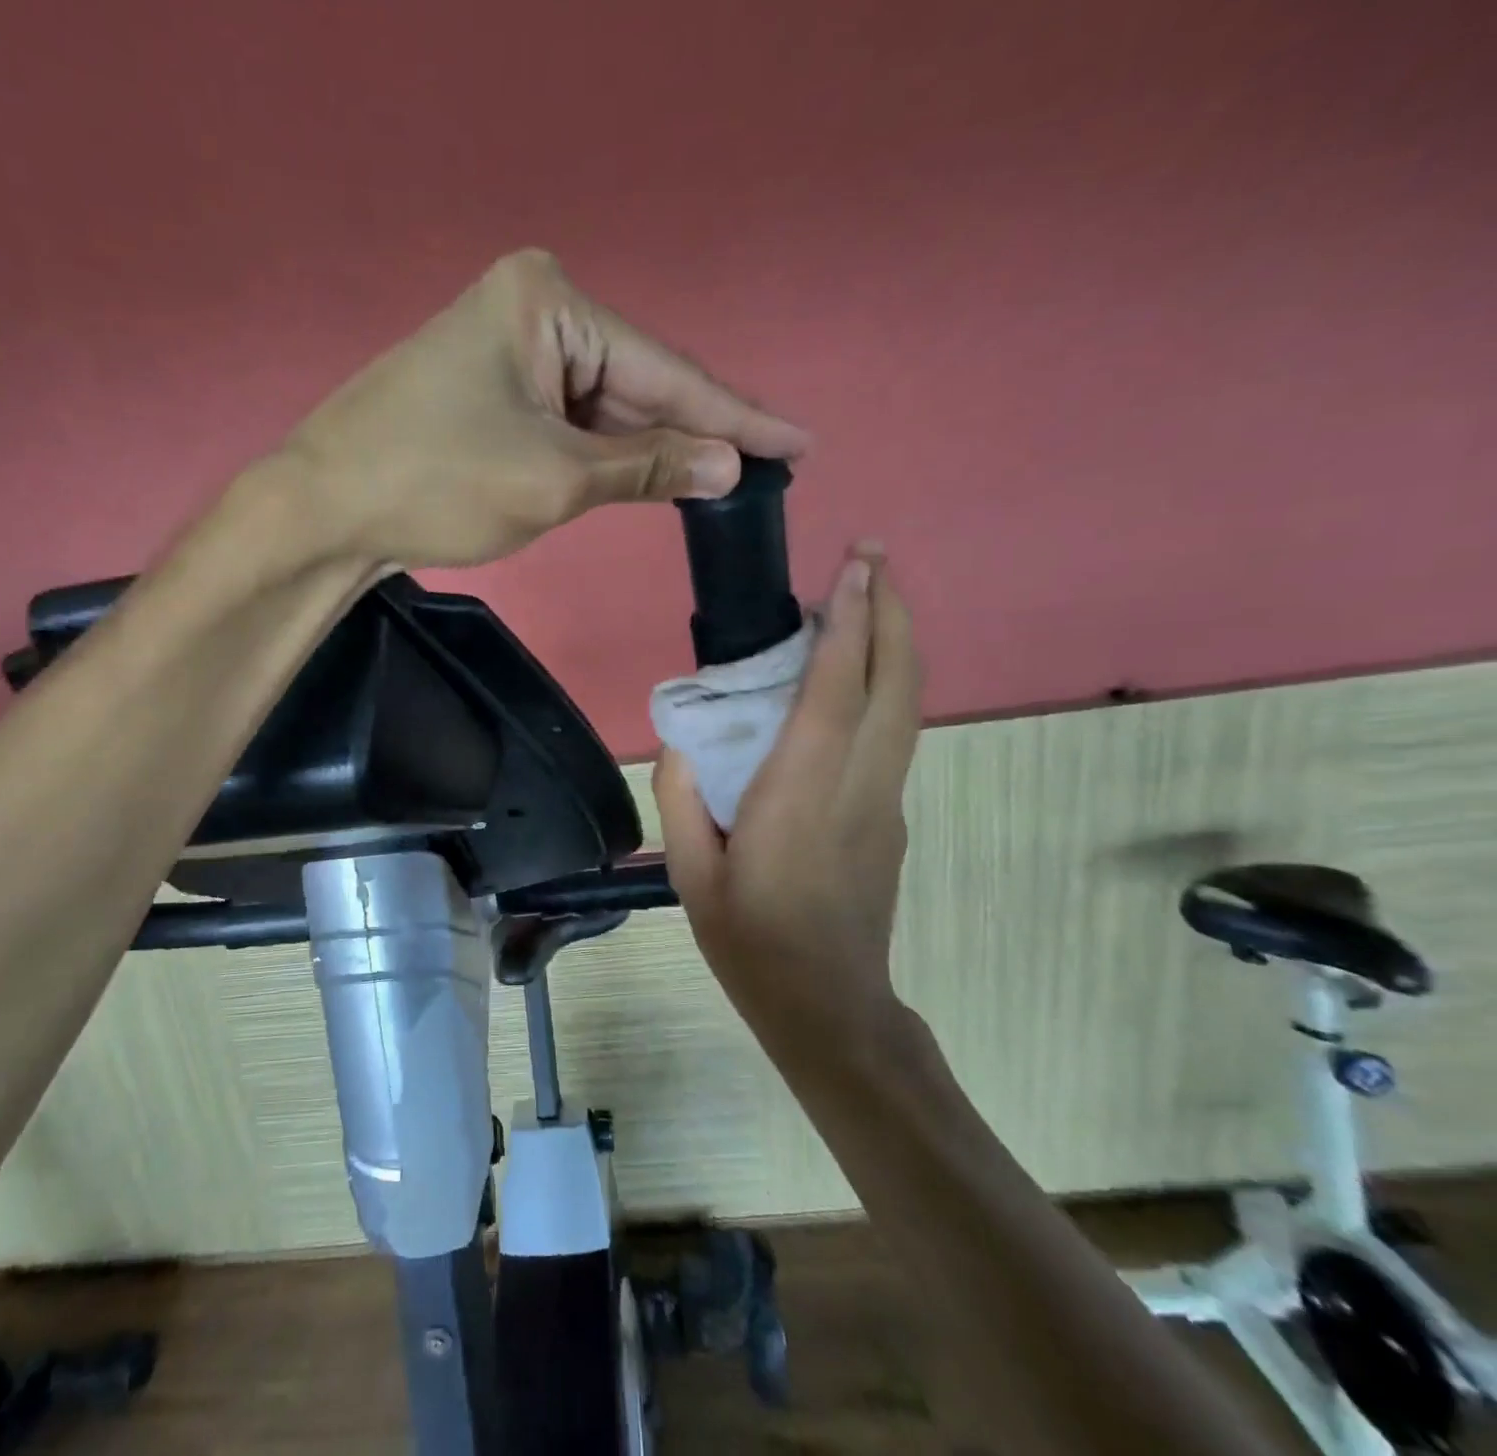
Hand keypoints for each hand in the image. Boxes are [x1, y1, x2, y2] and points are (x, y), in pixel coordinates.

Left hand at [274, 249, 809, 569]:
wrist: (326, 510)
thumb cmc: (437, 483)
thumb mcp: (555, 479)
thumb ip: (646, 468)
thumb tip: (728, 466)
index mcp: (550, 303)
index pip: (664, 369)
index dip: (735, 415)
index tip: (799, 440)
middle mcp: (534, 311)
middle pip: (637, 384)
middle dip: (696, 432)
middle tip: (769, 465)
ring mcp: (510, 353)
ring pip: (604, 410)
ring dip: (652, 449)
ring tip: (724, 478)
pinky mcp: (493, 394)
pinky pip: (570, 424)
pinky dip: (608, 456)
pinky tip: (654, 474)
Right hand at [654, 550, 923, 1076]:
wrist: (828, 1007)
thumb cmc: (750, 942)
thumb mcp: (689, 874)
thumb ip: (681, 797)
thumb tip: (686, 740)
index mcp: (799, 797)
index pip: (836, 692)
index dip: (849, 623)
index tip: (853, 566)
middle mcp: (856, 787)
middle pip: (894, 683)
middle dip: (891, 611)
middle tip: (873, 556)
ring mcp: (886, 802)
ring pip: (906, 706)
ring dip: (894, 643)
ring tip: (869, 598)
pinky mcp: (892, 817)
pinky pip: (893, 735)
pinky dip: (883, 686)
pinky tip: (853, 679)